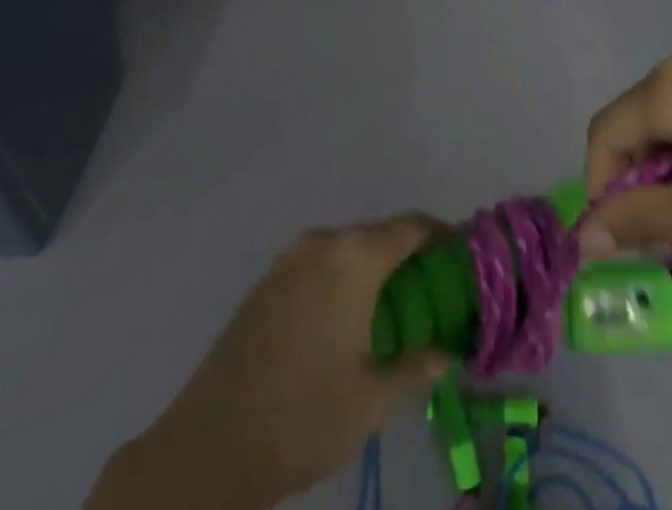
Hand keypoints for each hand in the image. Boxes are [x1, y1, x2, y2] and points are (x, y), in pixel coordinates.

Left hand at [88, 217, 451, 509]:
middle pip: (380, 235)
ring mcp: (289, 259)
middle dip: (411, 257)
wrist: (206, 445)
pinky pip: (320, 264)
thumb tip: (446, 354)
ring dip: (375, 269)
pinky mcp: (267, 282)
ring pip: (348, 250)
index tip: (464, 257)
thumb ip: (415, 367)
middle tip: (435, 295)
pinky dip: (344, 279)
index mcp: (353, 258)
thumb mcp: (371, 401)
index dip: (443, 236)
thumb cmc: (301, 418)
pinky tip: (347, 322)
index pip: (412, 226)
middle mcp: (322, 243)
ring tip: (395, 313)